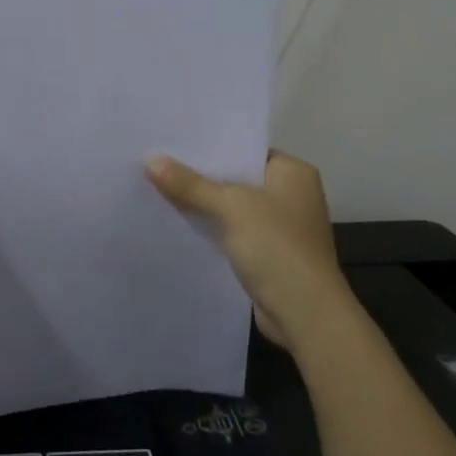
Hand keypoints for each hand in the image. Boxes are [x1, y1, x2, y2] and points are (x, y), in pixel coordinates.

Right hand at [145, 150, 353, 352]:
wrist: (305, 314)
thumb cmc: (276, 247)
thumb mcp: (231, 207)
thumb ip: (191, 184)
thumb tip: (151, 160)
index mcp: (293, 172)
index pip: (245, 149)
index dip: (210, 146)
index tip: (172, 141)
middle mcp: (291, 195)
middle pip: (237, 177)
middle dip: (201, 176)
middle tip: (157, 163)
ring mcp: (281, 227)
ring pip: (232, 207)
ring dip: (203, 204)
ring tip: (158, 189)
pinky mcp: (269, 254)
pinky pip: (232, 232)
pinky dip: (211, 229)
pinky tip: (178, 224)